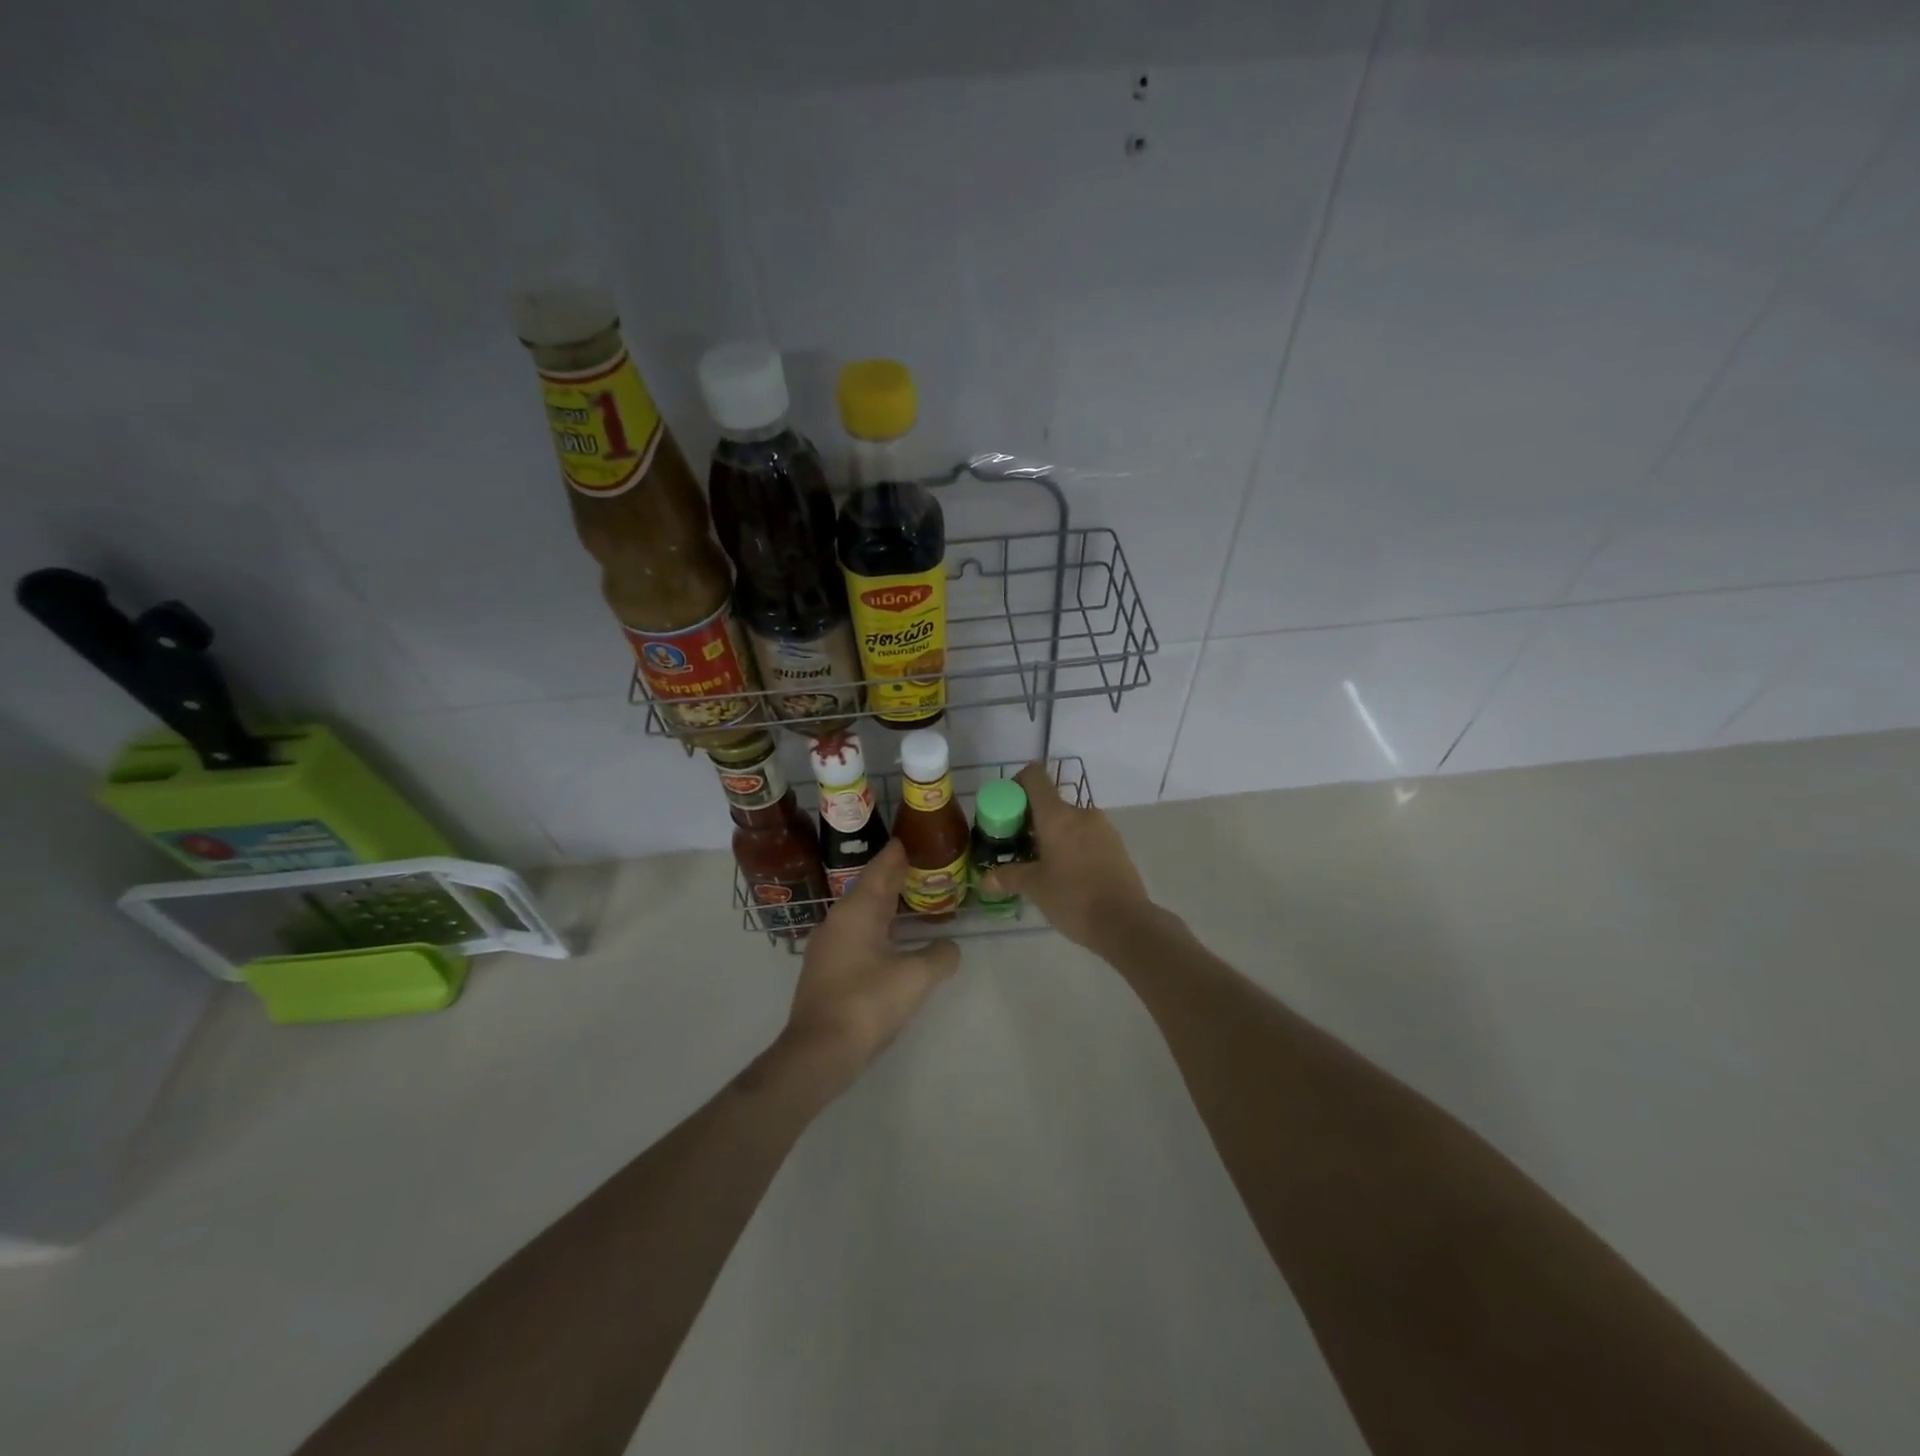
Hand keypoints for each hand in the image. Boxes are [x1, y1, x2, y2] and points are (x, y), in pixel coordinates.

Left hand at [778, 839, 959, 1090]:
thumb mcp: (915, 977)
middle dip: (893, 878)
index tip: (911, 839)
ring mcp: (828, 946)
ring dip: (886, 905)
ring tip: (911, 900)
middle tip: (919, 866)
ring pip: (861, 913)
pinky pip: (856, 934)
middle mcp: (838, 921)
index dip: (897, 855)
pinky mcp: (826, 969)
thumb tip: (949, 948)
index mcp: (857, 911)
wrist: (819, 1051)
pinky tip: (892, 940)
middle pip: (870, 889)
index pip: (881, 870)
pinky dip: (877, 928)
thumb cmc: (867, 1003)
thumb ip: (939, 956)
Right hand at [981, 762, 1152, 952]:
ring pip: (1068, 821)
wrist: (1126, 923)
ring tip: (1041, 866)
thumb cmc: (1074, 898)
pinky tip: (1067, 875)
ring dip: (1051, 835)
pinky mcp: (1116, 845)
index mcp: (1057, 815)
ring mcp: (1102, 828)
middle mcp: (1081, 813)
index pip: (1033, 777)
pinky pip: (1086, 836)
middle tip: (1017, 848)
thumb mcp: (1035, 888)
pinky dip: (1071, 846)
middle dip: (1030, 821)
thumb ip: (1009, 877)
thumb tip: (986, 879)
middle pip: (1049, 802)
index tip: (1006, 812)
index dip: (1016, 785)